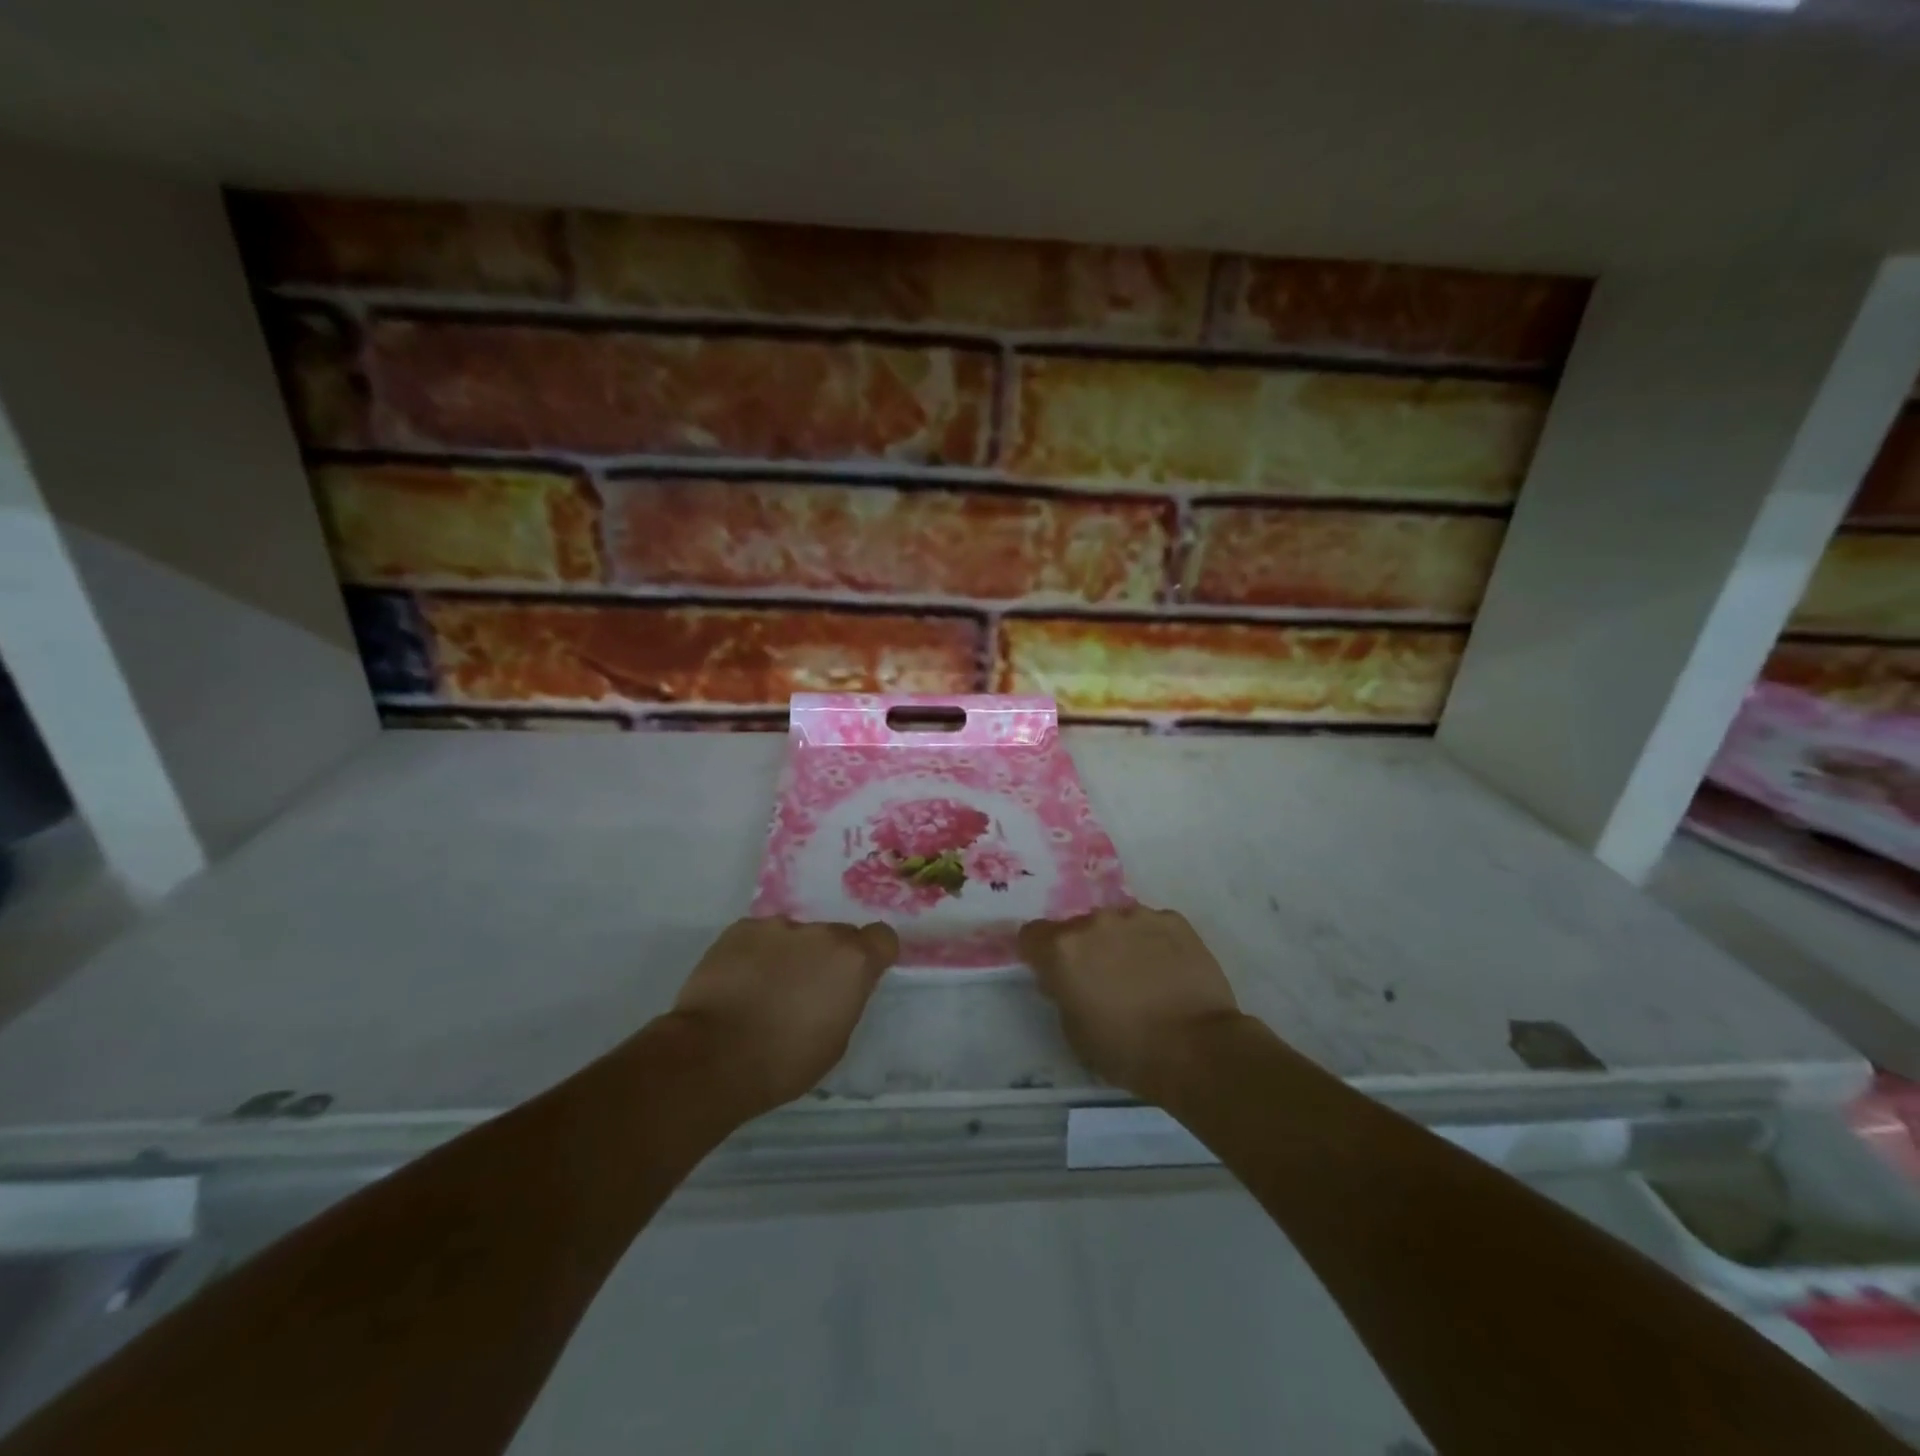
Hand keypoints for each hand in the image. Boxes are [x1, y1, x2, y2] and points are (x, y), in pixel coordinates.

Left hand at [668, 917, 898, 1115]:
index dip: (874, 955)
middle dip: (827, 958)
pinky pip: (760, 937)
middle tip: (805, 991)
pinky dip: (756, 955)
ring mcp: (778, 926)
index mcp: (853, 961)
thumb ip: (845, 999)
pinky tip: (739, 983)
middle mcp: (821, 933)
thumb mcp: (836, 1040)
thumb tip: (837, 987)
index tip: (860, 976)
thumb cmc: (784, 1062)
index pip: (883, 937)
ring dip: (790, 955)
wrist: (713, 1056)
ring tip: (764, 990)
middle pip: (836, 936)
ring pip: (795, 936)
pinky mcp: (741, 928)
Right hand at [1018, 906, 1241, 1102]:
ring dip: (1118, 943)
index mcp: (1063, 949)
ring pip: (1115, 924)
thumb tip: (1067, 979)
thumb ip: (1062, 993)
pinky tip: (1167, 971)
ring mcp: (1136, 916)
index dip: (1038, 954)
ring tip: (1140, 977)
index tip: (1051, 973)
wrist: (1198, 1049)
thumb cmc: (1127, 1051)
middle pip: (1076, 928)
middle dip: (1083, 949)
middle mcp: (1095, 922)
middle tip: (1101, 981)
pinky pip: (1151, 926)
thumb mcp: (1074, 1032)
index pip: (1031, 935)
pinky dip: (1152, 943)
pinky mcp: (1173, 920)